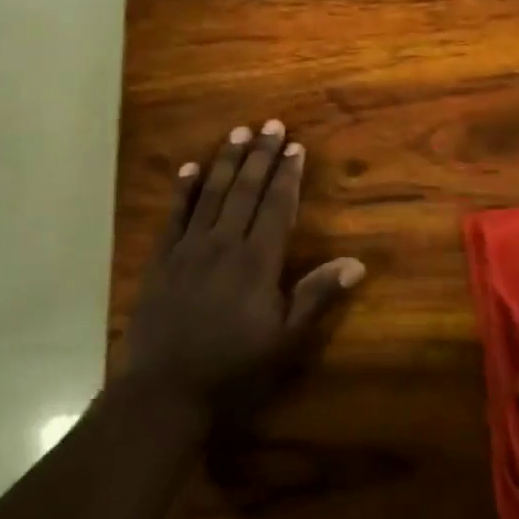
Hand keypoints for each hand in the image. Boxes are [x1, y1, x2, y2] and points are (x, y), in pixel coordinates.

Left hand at [122, 119, 365, 426]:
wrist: (164, 393)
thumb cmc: (232, 369)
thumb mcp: (284, 340)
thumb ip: (316, 296)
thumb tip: (357, 262)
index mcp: (256, 261)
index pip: (276, 206)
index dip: (288, 175)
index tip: (295, 147)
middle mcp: (223, 244)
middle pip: (245, 190)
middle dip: (261, 155)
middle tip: (271, 124)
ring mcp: (188, 248)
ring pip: (211, 194)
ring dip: (226, 161)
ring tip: (238, 132)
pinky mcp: (161, 260)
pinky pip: (174, 215)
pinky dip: (183, 189)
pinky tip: (190, 167)